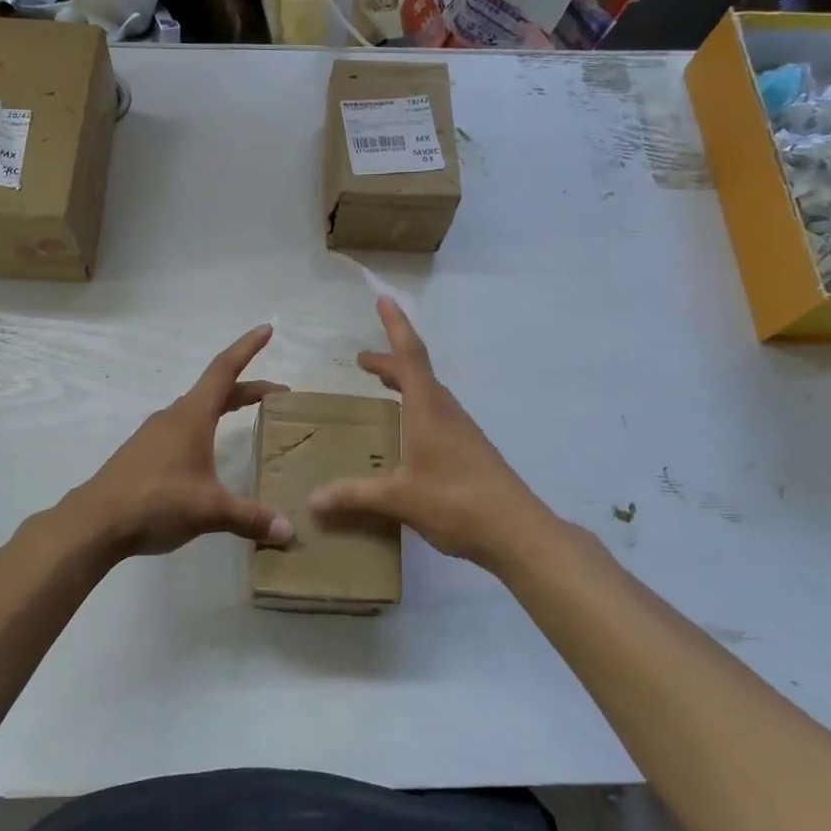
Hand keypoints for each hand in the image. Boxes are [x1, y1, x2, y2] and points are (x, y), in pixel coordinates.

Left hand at [65, 324, 295, 558]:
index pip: (225, 370)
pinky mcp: (143, 454)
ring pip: (197, 410)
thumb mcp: (210, 510)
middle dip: (248, 389)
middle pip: (216, 391)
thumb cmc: (156, 502)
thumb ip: (250, 517)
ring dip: (224, 408)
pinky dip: (205, 428)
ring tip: (246, 419)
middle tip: (278, 395)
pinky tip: (207, 454)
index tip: (267, 329)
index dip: (247, 348)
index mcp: (191, 416)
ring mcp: (154, 434)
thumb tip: (289, 531)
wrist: (95, 522)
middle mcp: (173, 417)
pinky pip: (182, 430)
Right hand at [309, 298, 551, 566]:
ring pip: (430, 395)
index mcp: (429, 410)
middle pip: (418, 373)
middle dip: (391, 361)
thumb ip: (355, 495)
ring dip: (405, 384)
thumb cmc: (457, 502)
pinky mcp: (470, 451)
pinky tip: (409, 436)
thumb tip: (312, 500)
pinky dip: (417, 409)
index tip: (384, 300)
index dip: (396, 326)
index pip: (411, 356)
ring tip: (383, 389)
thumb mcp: (399, 498)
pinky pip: (438, 415)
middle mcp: (447, 412)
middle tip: (363, 361)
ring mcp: (462, 431)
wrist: (518, 531)